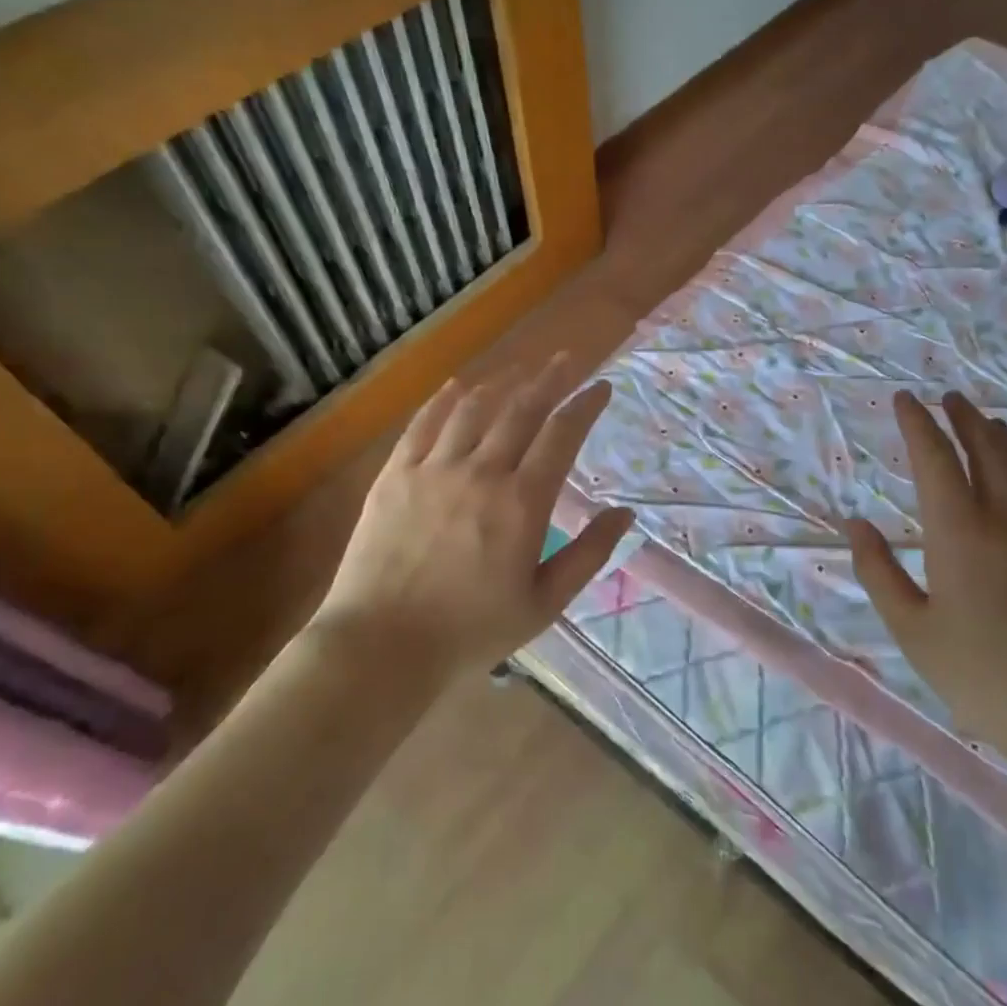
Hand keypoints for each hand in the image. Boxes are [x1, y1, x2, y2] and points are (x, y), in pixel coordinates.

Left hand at [313, 356, 633, 680]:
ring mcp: (434, 468)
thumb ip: (588, 555)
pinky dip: (444, 399)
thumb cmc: (471, 632)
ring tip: (521, 370)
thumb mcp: (543, 603)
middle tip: (567, 359)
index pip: (562, 435)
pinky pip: (423, 423)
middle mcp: (481, 472)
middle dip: (550, 379)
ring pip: (473, 408)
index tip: (602, 387)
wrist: (381, 646)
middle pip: (522, 409)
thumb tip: (625, 514)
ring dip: (502, 383)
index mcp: (522, 503)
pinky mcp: (395, 474)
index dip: (585, 405)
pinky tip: (457, 386)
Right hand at [843, 391, 1006, 782]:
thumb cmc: (983, 677)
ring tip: (993, 425)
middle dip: (964, 417)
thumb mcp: (911, 630)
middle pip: (987, 447)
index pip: (934, 457)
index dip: (917, 423)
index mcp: (959, 530)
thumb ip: (878, 571)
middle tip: (950, 398)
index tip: (905, 399)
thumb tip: (855, 522)